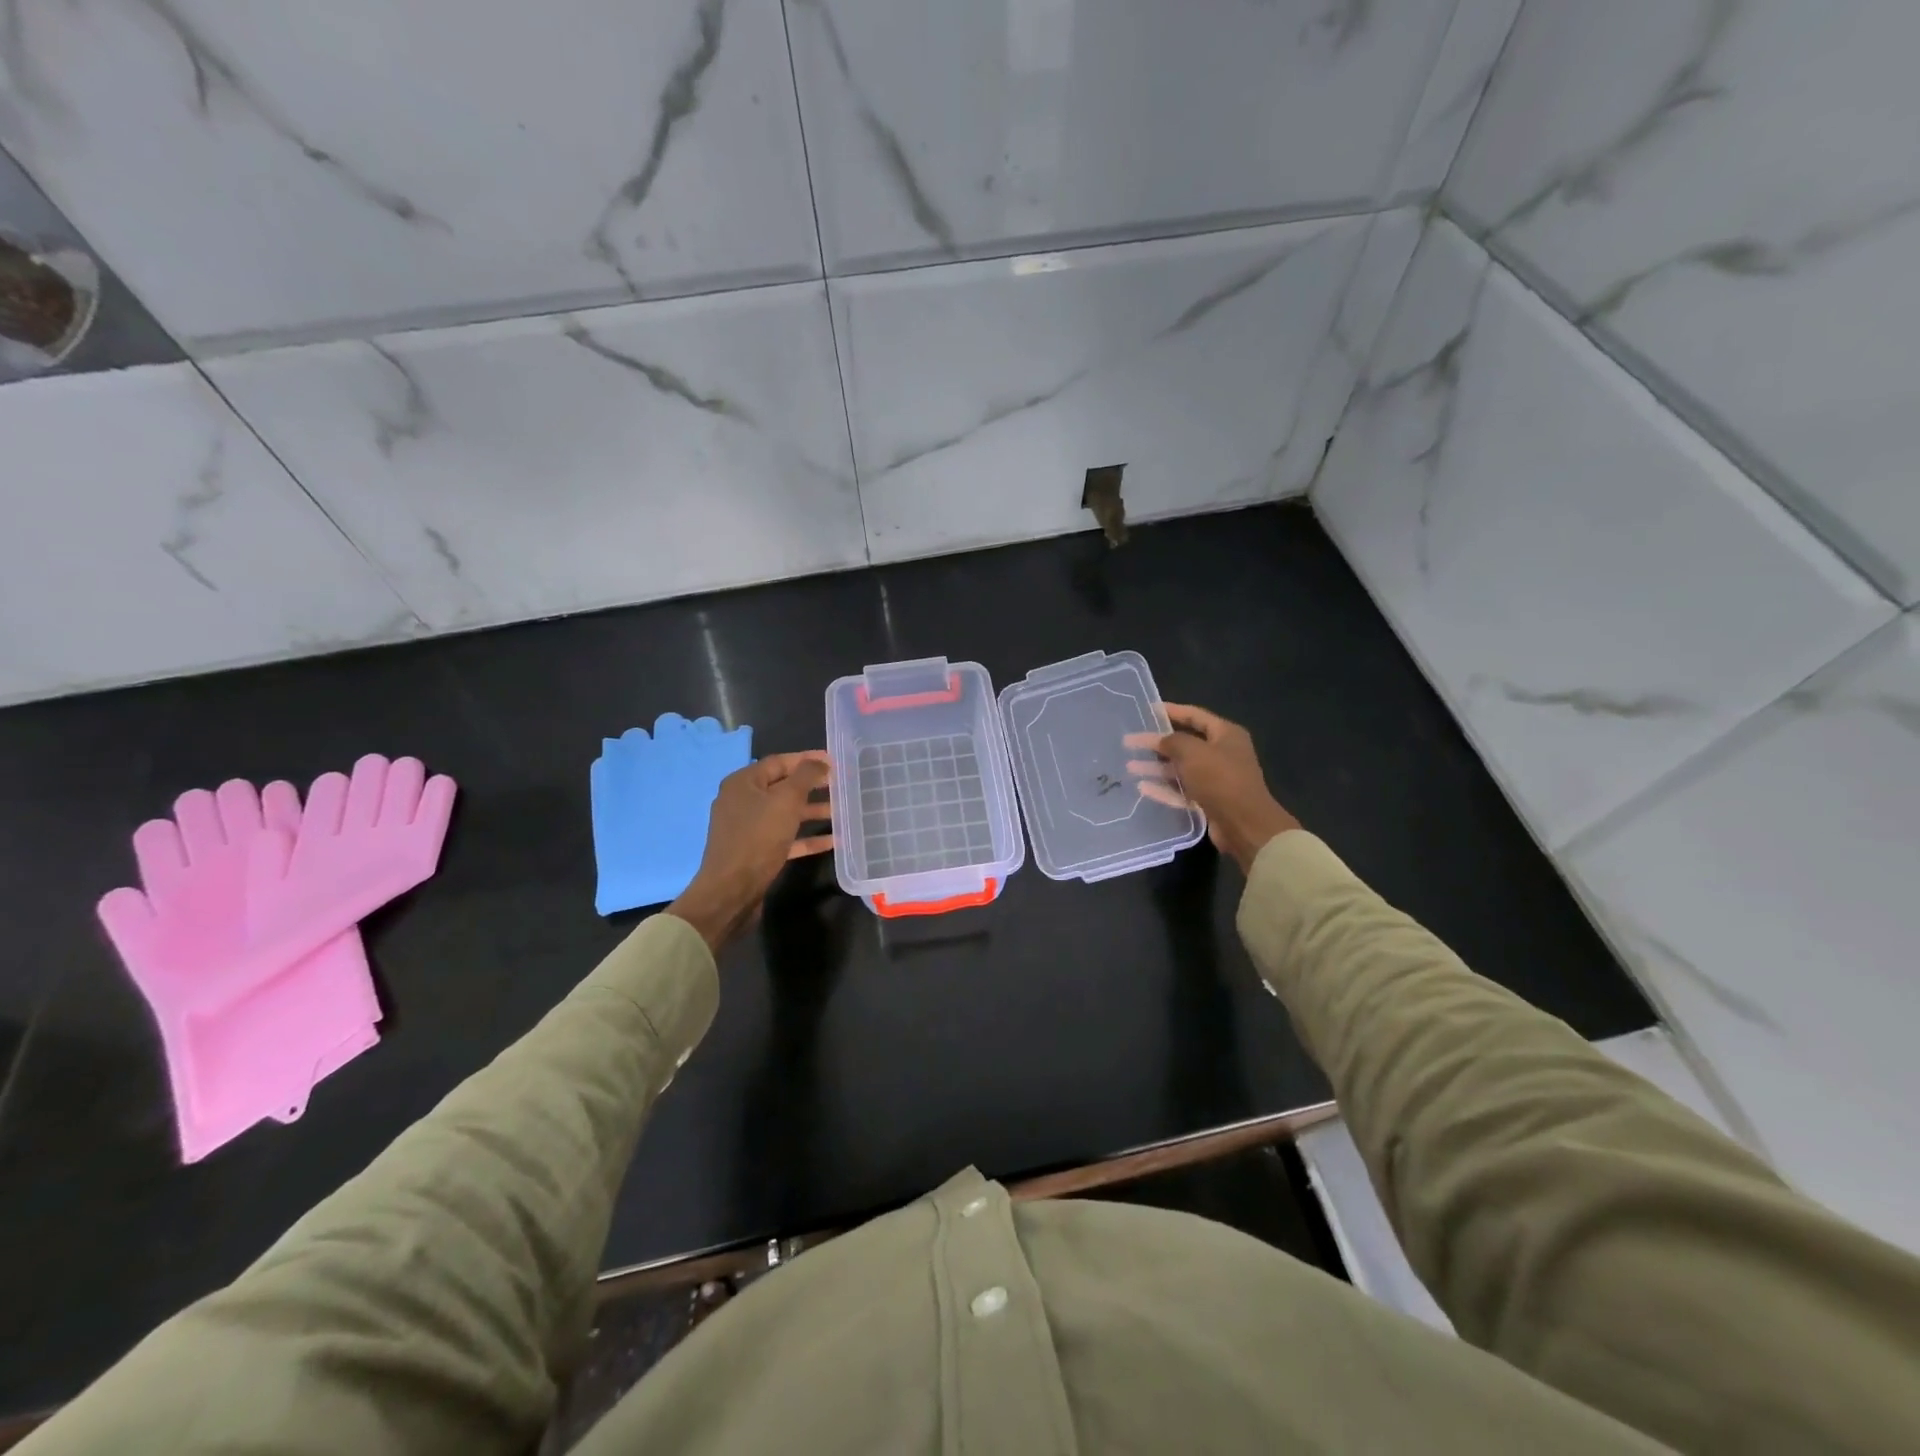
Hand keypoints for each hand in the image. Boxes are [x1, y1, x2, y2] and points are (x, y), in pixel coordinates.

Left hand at [668, 752, 833, 951]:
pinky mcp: (755, 851)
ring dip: (812, 812)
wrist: (731, 891)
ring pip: (785, 813)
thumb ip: (806, 777)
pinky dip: (806, 837)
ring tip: (842, 812)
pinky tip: (832, 841)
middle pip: (782, 787)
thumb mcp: (786, 801)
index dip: (807, 759)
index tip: (834, 761)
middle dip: (812, 786)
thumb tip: (820, 761)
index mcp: (743, 783)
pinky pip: (785, 838)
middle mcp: (742, 801)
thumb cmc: (758, 838)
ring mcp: (747, 828)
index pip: (779, 762)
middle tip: (841, 785)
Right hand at [1125, 704, 1298, 873]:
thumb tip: (1158, 740)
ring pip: (1181, 768)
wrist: (1244, 824)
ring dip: (1157, 767)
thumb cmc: (1220, 779)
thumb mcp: (1192, 752)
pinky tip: (1143, 787)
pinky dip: (1164, 788)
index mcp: (1226, 734)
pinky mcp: (1209, 800)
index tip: (1147, 710)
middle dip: (1157, 744)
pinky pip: (1182, 790)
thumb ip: (1172, 741)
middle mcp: (1223, 753)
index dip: (1171, 711)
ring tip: (1130, 767)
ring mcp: (1216, 778)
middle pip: (1185, 744)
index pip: (1195, 715)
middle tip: (1130, 743)